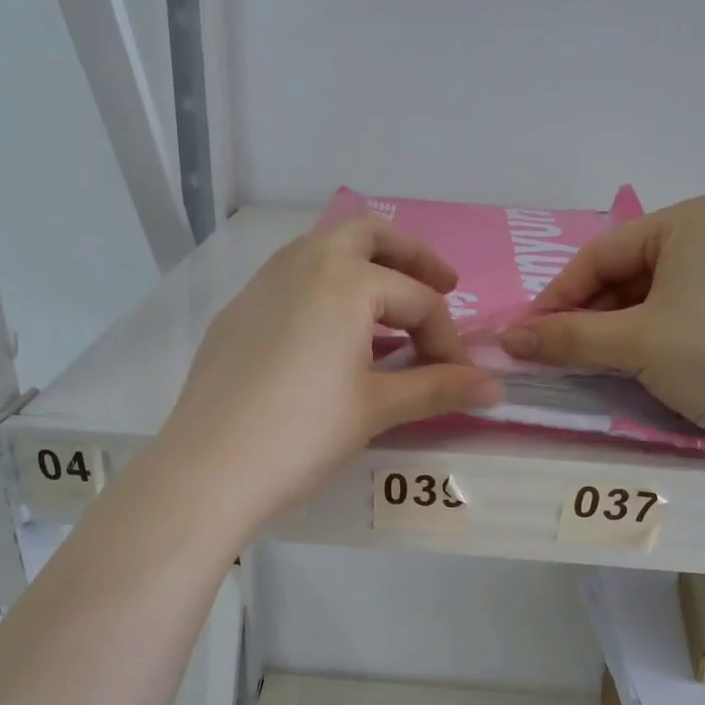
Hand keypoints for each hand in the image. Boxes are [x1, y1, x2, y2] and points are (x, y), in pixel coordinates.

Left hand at [157, 218, 500, 527]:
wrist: (210, 468)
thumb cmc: (304, 433)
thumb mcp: (377, 409)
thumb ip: (438, 389)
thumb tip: (495, 390)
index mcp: (344, 280)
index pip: (417, 300)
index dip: (448, 339)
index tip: (461, 378)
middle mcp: (301, 264)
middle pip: (368, 235)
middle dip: (411, 257)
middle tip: (442, 287)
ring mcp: (261, 285)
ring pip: (322, 252)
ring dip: (363, 270)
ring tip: (387, 317)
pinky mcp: (236, 314)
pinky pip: (291, 282)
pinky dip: (324, 293)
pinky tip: (329, 339)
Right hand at [499, 194, 704, 440]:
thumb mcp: (633, 343)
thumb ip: (565, 337)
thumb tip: (506, 339)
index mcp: (690, 219)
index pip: (600, 254)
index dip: (556, 297)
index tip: (525, 336)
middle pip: (624, 275)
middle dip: (585, 316)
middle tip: (553, 355)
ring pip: (648, 300)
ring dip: (611, 332)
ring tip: (587, 365)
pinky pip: (676, 317)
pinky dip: (645, 340)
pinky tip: (631, 367)